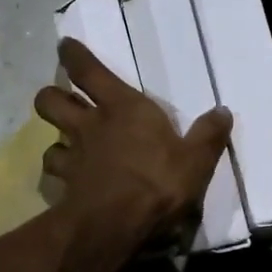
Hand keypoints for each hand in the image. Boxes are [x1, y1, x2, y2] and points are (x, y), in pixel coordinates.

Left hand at [34, 38, 231, 249]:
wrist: (116, 224)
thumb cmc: (158, 182)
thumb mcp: (196, 160)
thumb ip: (208, 135)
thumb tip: (223, 111)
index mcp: (123, 108)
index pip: (88, 70)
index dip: (74, 55)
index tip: (65, 46)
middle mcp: (90, 125)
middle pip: (50, 100)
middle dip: (51, 96)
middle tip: (62, 100)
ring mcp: (73, 156)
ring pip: (48, 138)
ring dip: (55, 139)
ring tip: (66, 146)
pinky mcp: (64, 186)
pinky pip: (53, 173)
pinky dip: (58, 174)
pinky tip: (68, 181)